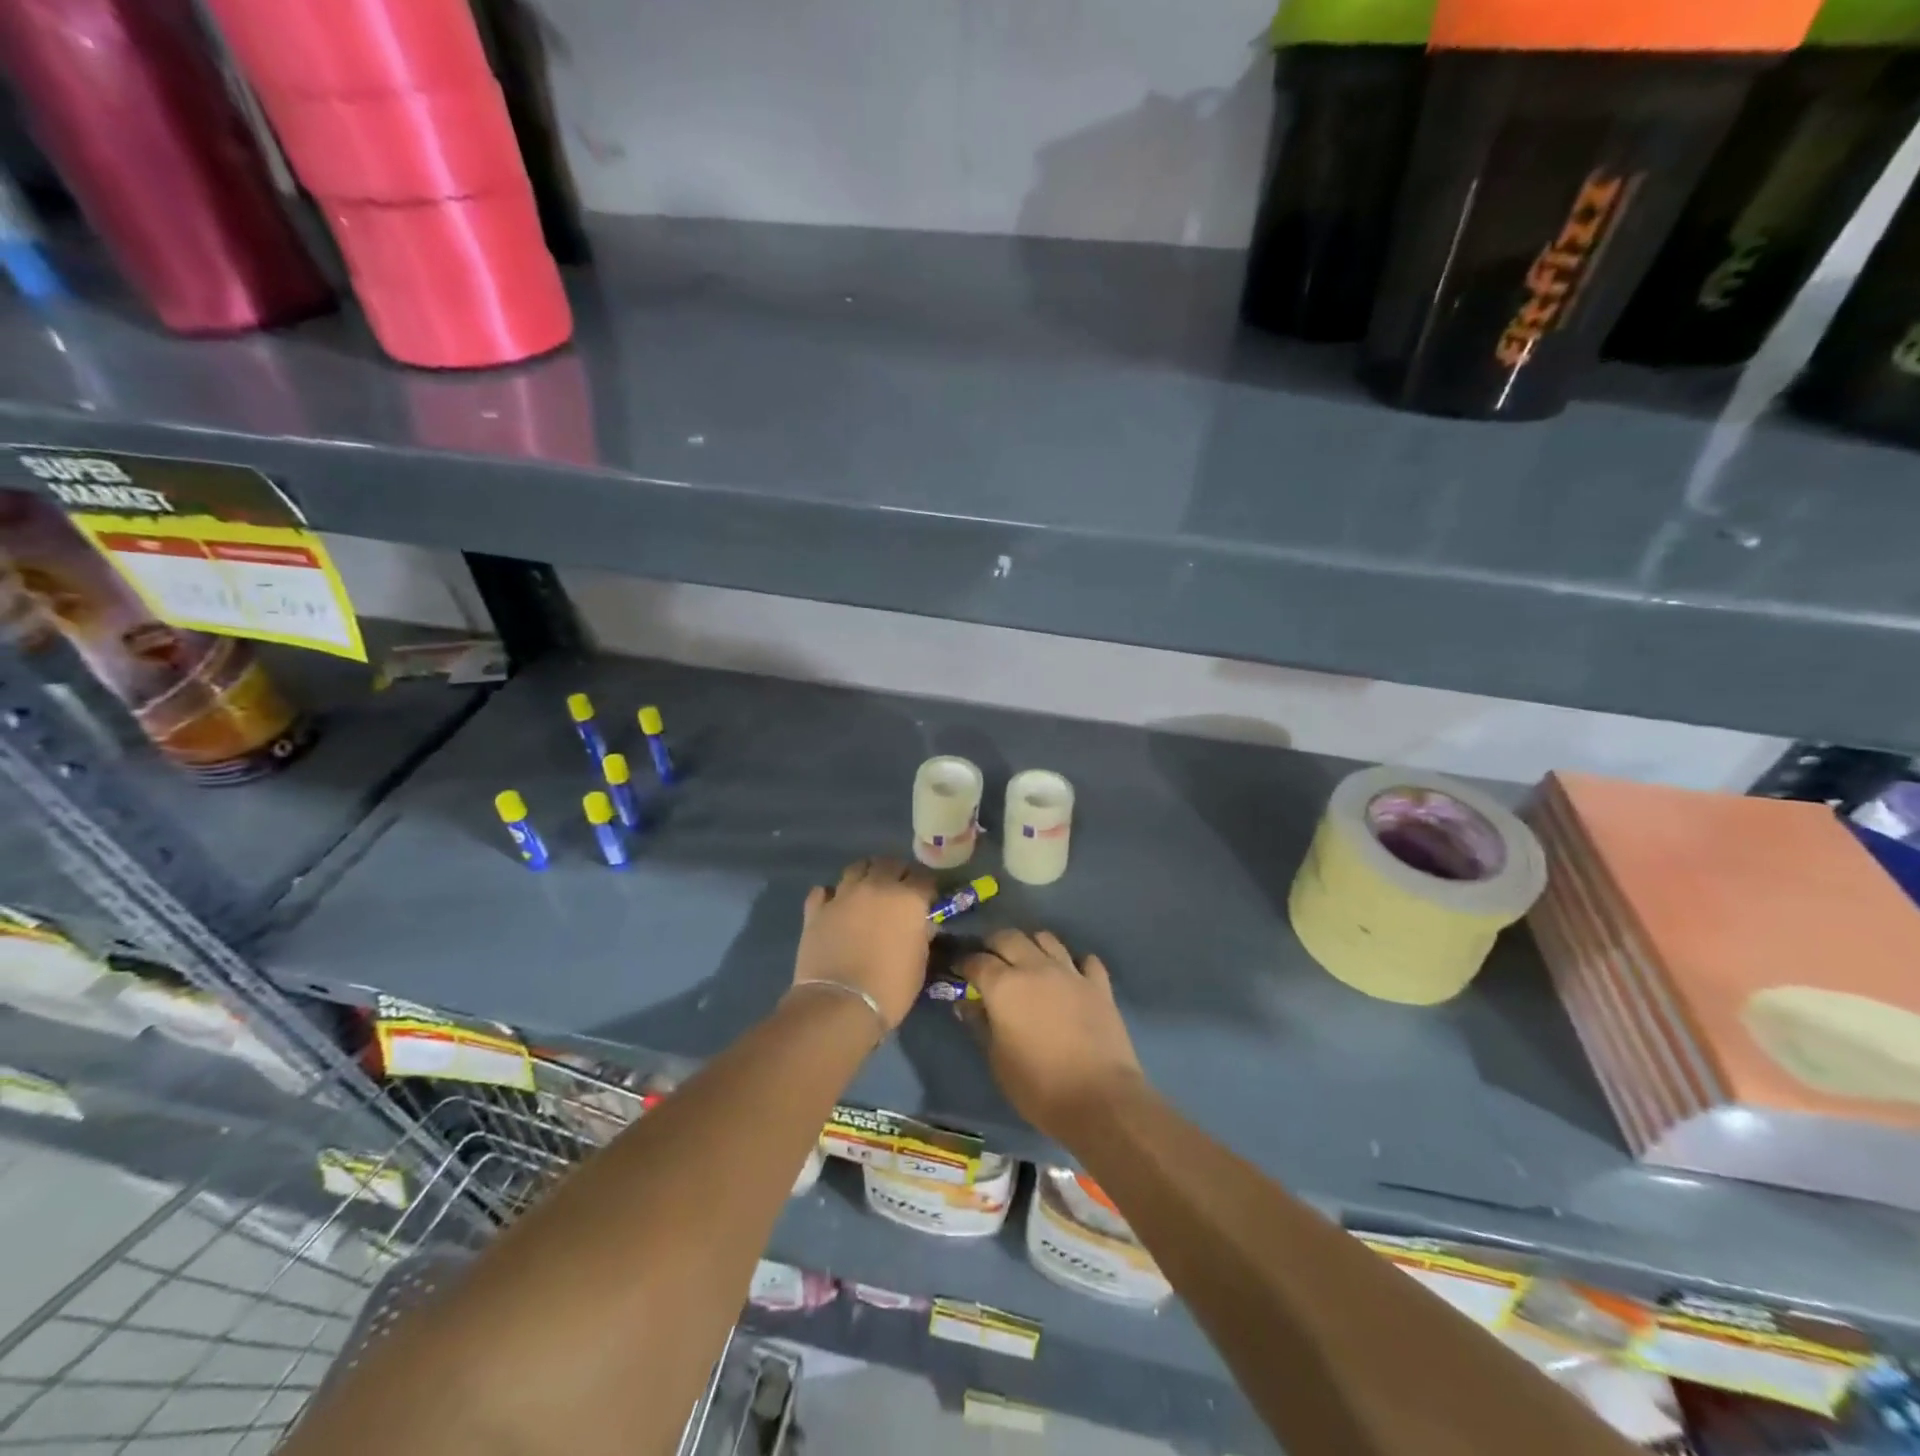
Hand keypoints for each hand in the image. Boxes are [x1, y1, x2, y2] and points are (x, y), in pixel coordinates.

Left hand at [791, 857, 935, 1031]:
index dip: (926, 886)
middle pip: (889, 863)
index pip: (923, 877)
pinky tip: (834, 906)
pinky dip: (831, 895)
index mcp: (908, 899)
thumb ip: (921, 935)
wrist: (840, 1004)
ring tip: (867, 890)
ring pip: (856, 867)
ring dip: (865, 875)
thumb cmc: (890, 988)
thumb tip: (921, 924)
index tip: (926, 897)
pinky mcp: (816, 909)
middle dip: (897, 872)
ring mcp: (843, 895)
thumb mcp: (919, 963)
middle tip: (898, 889)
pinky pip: (823, 891)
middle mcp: (877, 887)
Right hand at [959, 930, 1144, 1140]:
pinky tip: (1070, 976)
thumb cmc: (1039, 1087)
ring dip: (1031, 945)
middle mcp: (1035, 967)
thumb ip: (980, 1025)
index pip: (976, 960)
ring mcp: (1070, 972)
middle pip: (1009, 936)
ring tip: (1027, 962)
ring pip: (1046, 938)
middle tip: (989, 961)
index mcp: (1004, 985)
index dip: (963, 962)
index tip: (957, 969)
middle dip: (993, 944)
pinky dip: (1075, 963)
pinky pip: (1085, 960)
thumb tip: (966, 1004)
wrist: (1100, 1100)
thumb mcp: (997, 1061)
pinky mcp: (1099, 984)